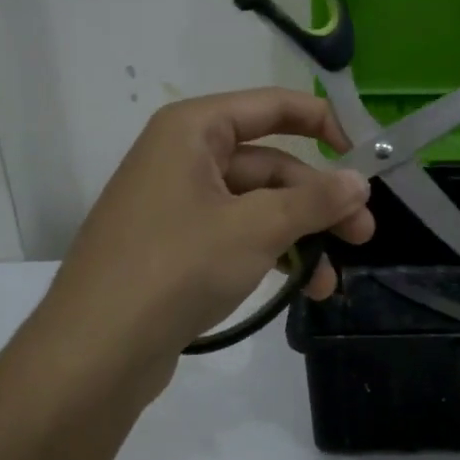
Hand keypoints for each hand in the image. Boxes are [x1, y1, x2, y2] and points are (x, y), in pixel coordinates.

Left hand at [21, 89, 373, 403]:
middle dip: (319, 201)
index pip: (272, 107)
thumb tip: (360, 181)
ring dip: (300, 237)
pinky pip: (236, 235)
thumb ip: (315, 201)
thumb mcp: (256, 229)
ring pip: (257, 207)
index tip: (364, 155)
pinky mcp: (175, 248)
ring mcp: (176, 205)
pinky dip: (271, 255)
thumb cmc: (177, 267)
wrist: (94, 352)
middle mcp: (183, 157)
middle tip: (363, 234)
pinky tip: (300, 289)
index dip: (323, 123)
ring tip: (331, 281)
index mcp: (193, 130)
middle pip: (270, 165)